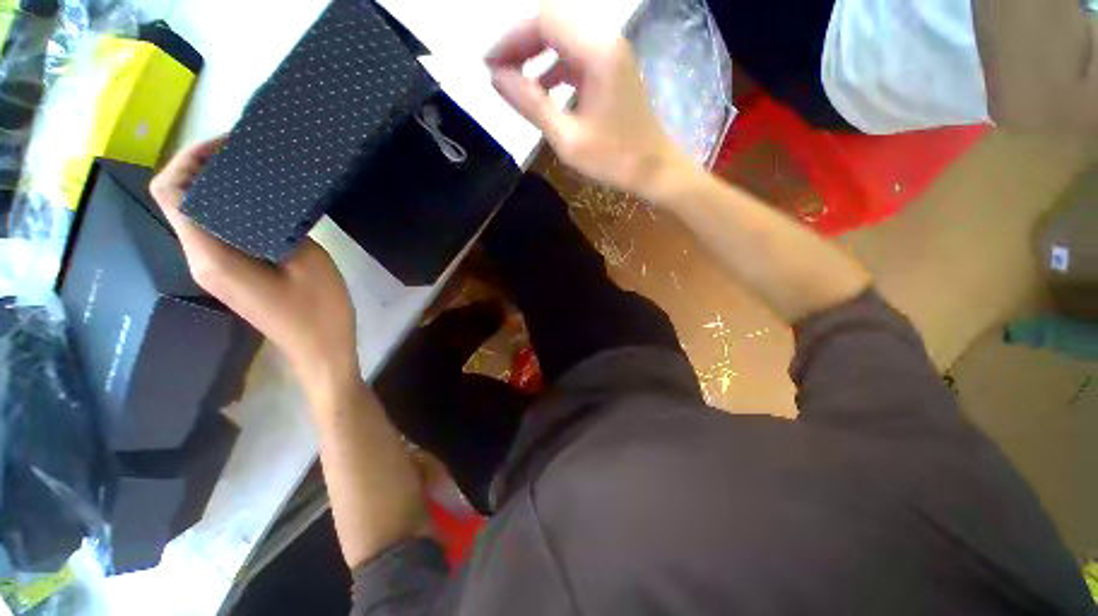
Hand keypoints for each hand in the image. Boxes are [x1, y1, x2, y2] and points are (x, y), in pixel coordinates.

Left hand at [150, 137, 358, 389]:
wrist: (321, 351)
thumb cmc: (319, 312)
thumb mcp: (308, 262)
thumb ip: (280, 226)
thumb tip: (267, 200)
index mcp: (211, 257)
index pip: (173, 194)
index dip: (190, 159)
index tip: (229, 144)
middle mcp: (201, 259)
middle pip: (181, 201)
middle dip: (203, 167)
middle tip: (246, 152)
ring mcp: (216, 269)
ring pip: (200, 215)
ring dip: (220, 188)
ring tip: (257, 172)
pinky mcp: (233, 275)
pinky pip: (220, 232)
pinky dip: (234, 210)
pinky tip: (266, 205)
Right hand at [485, 2, 692, 198]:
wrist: (655, 170)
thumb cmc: (614, 160)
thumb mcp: (567, 138)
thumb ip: (531, 104)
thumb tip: (496, 77)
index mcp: (597, 52)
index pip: (544, 21)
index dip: (510, 39)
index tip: (488, 64)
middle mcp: (606, 40)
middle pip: (553, 21)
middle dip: (520, 43)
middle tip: (496, 71)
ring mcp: (612, 53)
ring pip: (563, 37)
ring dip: (535, 54)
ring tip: (513, 80)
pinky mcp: (612, 69)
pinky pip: (575, 55)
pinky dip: (553, 67)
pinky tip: (542, 90)